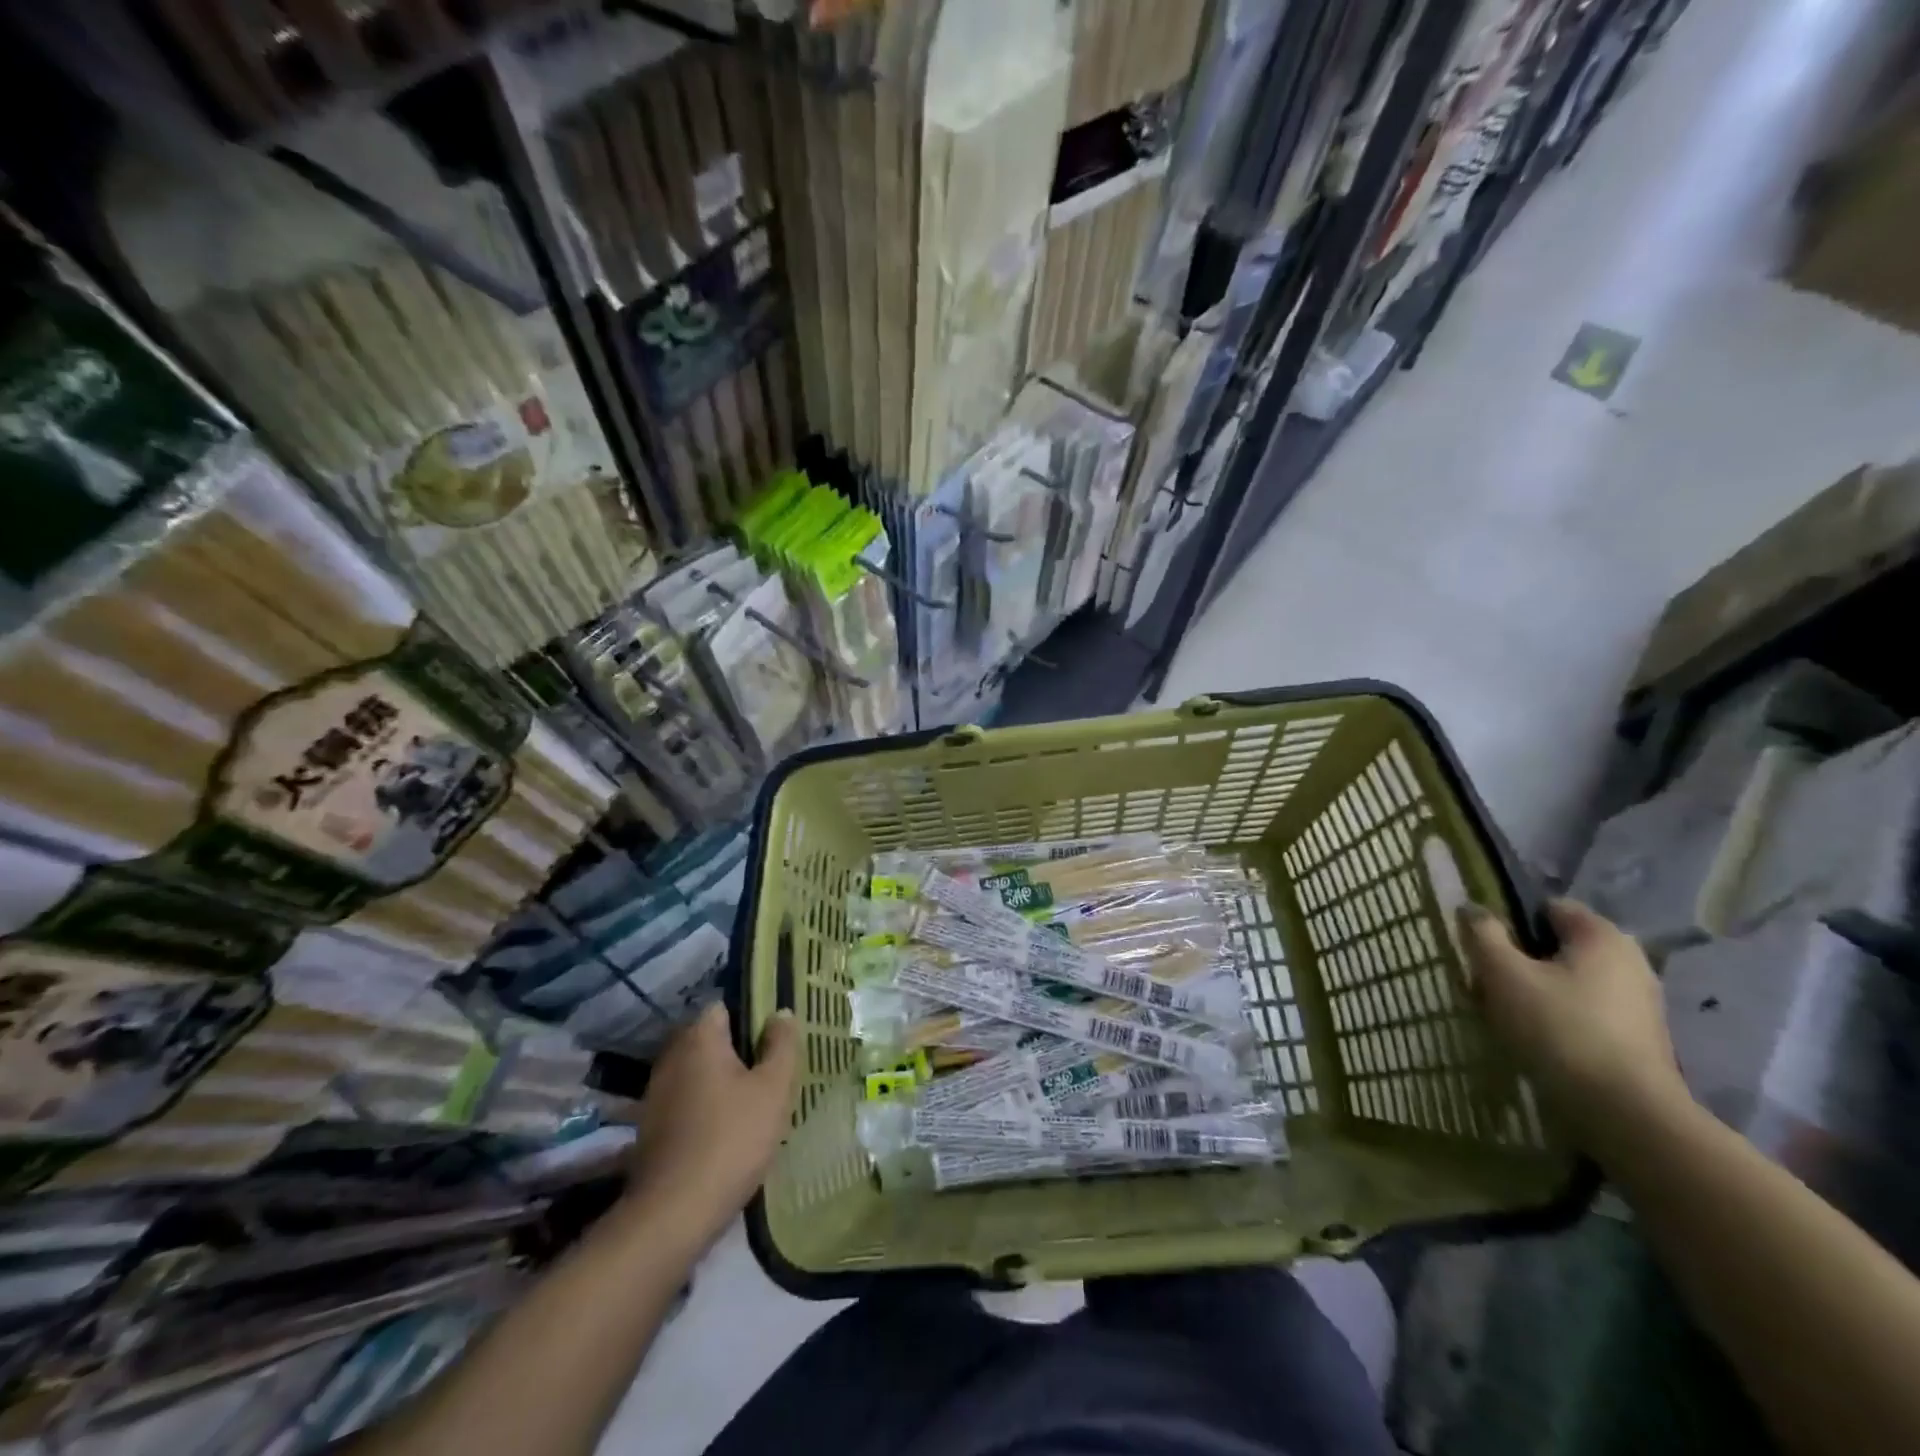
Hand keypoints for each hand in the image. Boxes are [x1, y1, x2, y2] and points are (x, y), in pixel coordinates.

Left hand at [624, 1004, 798, 1249]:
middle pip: (708, 1039)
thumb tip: (780, 1012)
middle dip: (736, 1049)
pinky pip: (685, 1100)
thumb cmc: (731, 1139)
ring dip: (719, 1080)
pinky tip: (725, 1129)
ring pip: (696, 1071)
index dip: (750, 1015)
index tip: (774, 1036)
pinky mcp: (650, 1128)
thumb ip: (781, 1045)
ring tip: (751, 1100)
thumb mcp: (773, 1089)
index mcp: (700, 1038)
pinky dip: (703, 1106)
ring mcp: (655, 1093)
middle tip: (768, 1069)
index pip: (723, 1006)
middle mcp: (671, 1057)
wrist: (673, 1214)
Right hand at [1459, 898, 1689, 1155]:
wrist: (1625, 1113)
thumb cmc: (1558, 1028)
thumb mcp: (1503, 973)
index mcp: (1602, 935)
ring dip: (1537, 990)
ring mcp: (1640, 1002)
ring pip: (1570, 981)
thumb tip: (1473, 909)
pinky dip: (1560, 1017)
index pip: (1547, 908)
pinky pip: (1586, 1011)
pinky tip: (1538, 1039)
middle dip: (1521, 960)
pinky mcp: (1639, 1038)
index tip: (1486, 948)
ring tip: (1507, 1015)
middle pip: (1558, 946)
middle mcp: (1630, 960)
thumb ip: (1483, 934)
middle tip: (1489, 983)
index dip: (1511, 922)